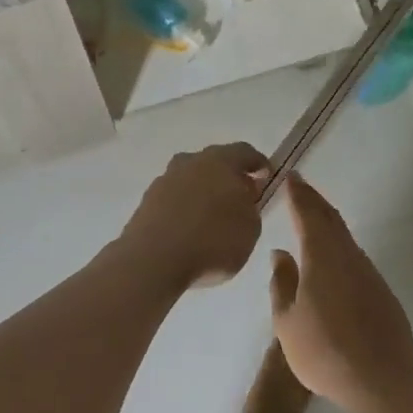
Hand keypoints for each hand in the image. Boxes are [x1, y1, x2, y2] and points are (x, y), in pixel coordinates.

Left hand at [119, 142, 268, 289]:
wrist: (153, 260)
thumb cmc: (212, 240)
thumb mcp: (250, 228)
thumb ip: (251, 207)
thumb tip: (242, 197)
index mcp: (220, 160)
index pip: (245, 152)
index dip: (258, 163)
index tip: (267, 176)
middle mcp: (190, 162)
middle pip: (214, 163)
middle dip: (229, 178)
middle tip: (240, 198)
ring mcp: (164, 180)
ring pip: (191, 179)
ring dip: (203, 193)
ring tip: (212, 218)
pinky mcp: (146, 201)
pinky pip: (173, 199)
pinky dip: (184, 209)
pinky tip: (189, 230)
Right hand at [268, 174, 412, 412]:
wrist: (381, 380)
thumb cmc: (324, 351)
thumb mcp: (287, 321)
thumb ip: (281, 283)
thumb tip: (280, 253)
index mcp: (321, 258)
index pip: (308, 215)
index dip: (298, 194)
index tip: (290, 176)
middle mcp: (348, 257)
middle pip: (330, 219)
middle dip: (314, 200)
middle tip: (300, 187)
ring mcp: (368, 273)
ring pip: (345, 238)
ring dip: (328, 222)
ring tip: (313, 217)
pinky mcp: (381, 291)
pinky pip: (355, 258)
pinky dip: (340, 246)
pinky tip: (333, 258)